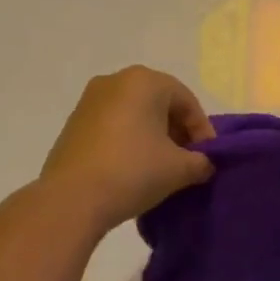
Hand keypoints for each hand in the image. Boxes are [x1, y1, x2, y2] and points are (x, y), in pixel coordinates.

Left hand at [40, 67, 215, 231]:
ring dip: (153, 137)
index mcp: (144, 81)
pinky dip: (129, 140)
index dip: (202, 131)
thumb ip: (201, 162)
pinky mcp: (74, 123)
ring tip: (162, 168)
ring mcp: (90, 101)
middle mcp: (115, 81)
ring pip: (135, 114)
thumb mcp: (179, 169)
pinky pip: (113, 125)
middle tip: (188, 161)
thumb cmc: (132, 172)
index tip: (208, 159)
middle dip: (177, 132)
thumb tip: (204, 164)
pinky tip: (134, 168)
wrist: (71, 199)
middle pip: (159, 103)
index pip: (186, 101)